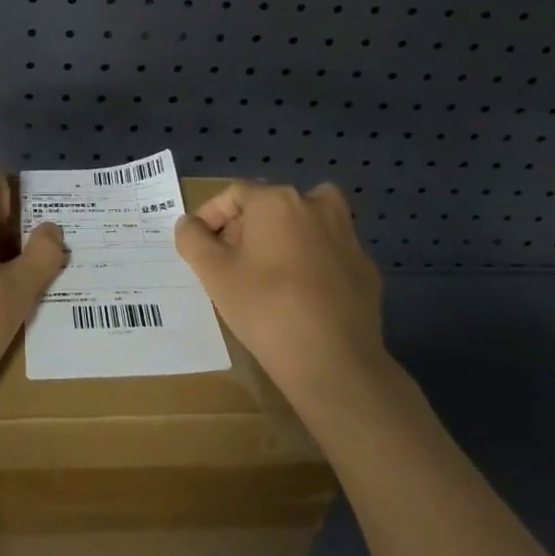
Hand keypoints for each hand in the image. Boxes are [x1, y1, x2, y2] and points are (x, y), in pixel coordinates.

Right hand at [174, 181, 391, 413]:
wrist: (334, 361)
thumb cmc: (265, 308)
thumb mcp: (214, 274)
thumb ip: (193, 240)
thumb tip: (189, 223)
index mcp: (277, 201)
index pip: (235, 194)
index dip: (211, 216)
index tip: (199, 244)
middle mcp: (316, 206)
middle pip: (272, 204)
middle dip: (246, 226)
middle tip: (229, 260)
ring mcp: (347, 237)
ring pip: (307, 224)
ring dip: (285, 237)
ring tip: (268, 270)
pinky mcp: (366, 269)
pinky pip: (329, 254)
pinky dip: (313, 263)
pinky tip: (301, 296)